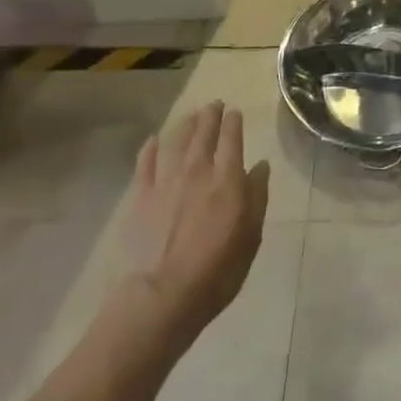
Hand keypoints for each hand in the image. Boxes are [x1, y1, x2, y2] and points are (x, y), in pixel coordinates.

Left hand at [121, 101, 269, 337]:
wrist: (160, 296)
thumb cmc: (216, 271)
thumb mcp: (251, 236)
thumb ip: (256, 197)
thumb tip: (260, 166)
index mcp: (227, 179)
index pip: (232, 139)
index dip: (234, 123)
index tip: (235, 112)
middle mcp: (197, 170)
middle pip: (204, 133)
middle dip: (210, 116)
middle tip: (214, 104)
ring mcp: (165, 181)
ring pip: (176, 141)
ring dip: (185, 124)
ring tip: (190, 115)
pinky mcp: (139, 196)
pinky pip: (145, 163)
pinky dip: (151, 148)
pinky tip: (153, 141)